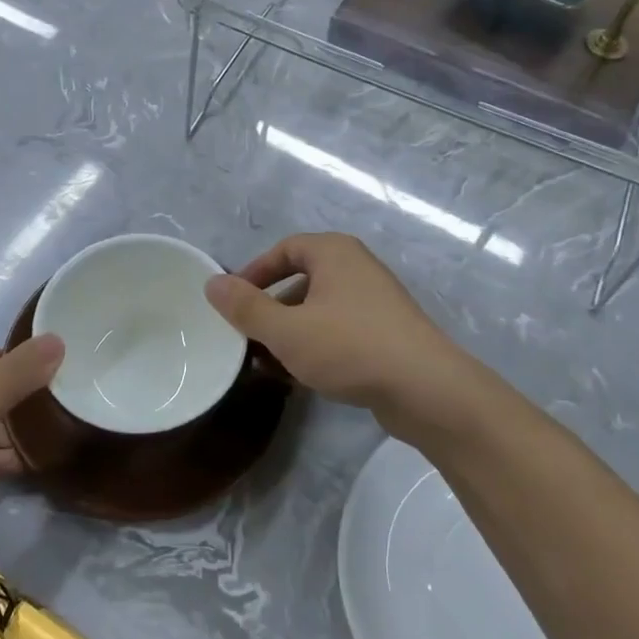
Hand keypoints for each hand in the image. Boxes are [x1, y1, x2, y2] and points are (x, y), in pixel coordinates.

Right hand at [205, 233, 499, 445]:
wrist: (427, 389)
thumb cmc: (350, 347)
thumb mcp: (287, 330)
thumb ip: (246, 308)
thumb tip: (211, 283)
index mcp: (334, 253)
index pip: (284, 249)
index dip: (254, 272)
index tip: (233, 300)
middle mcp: (357, 267)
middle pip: (301, 279)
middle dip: (271, 308)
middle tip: (248, 335)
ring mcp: (376, 301)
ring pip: (320, 309)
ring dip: (291, 332)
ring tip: (269, 362)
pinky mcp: (387, 333)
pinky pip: (340, 330)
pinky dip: (317, 345)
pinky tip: (303, 376)